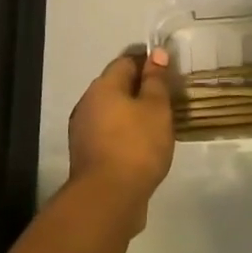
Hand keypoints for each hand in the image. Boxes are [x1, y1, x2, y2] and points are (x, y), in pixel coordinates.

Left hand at [68, 48, 174, 231]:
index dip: (148, 63)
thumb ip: (156, 80)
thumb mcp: (156, 108)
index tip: (169, 73)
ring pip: (111, 111)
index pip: (126, 61)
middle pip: (116, 86)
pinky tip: (142, 146)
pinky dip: (124, 133)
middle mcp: (87, 103)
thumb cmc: (136, 145)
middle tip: (166, 99)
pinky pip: (108, 133)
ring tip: (157, 124)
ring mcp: (83, 130)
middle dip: (139, 89)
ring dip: (131, 113)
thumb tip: (156, 53)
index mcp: (103, 86)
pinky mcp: (86, 155)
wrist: (108, 199)